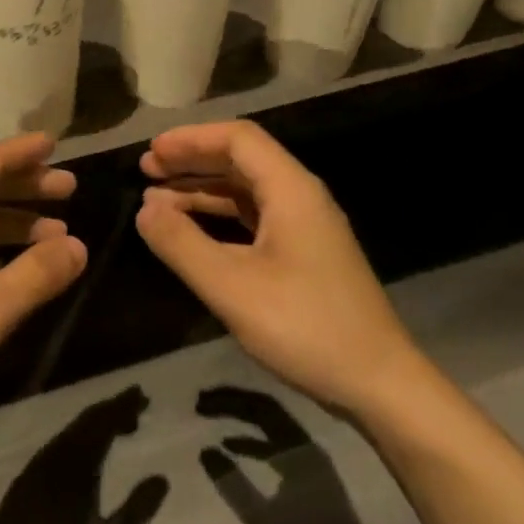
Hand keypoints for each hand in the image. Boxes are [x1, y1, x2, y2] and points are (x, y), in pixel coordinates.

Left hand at [0, 387, 168, 523]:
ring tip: (119, 427)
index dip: (125, 406)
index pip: (105, 421)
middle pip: (89, 419)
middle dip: (113, 408)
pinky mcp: (30, 471)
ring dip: (97, 421)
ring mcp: (41, 460)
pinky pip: (62, 440)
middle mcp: (59, 452)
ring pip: (74, 428)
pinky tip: (88, 451)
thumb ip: (138, 511)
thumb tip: (162, 479)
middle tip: (137, 405)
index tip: (143, 397)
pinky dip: (81, 434)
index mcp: (81, 463)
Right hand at [134, 120, 412, 406]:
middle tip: (147, 170)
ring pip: (246, 191)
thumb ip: (181, 244)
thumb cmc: (305, 328)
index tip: (152, 152)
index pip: (238, 139)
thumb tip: (144, 210)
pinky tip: (193, 232)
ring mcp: (305, 227)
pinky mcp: (305, 254)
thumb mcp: (231, 287)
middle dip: (192, 160)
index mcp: (291, 191)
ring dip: (202, 190)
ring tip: (156, 201)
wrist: (379, 384)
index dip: (191, 139)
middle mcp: (301, 198)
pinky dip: (219, 217)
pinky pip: (254, 219)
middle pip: (241, 160)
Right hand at [197, 386, 371, 523]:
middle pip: (265, 408)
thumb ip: (232, 484)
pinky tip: (232, 446)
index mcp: (297, 449)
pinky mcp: (310, 470)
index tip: (200, 402)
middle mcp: (305, 443)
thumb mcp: (263, 520)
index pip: (258, 408)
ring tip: (211, 416)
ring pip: (270, 423)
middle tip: (201, 403)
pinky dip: (253, 437)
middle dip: (232, 402)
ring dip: (241, 417)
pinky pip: (276, 440)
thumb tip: (205, 450)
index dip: (228, 401)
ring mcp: (309, 456)